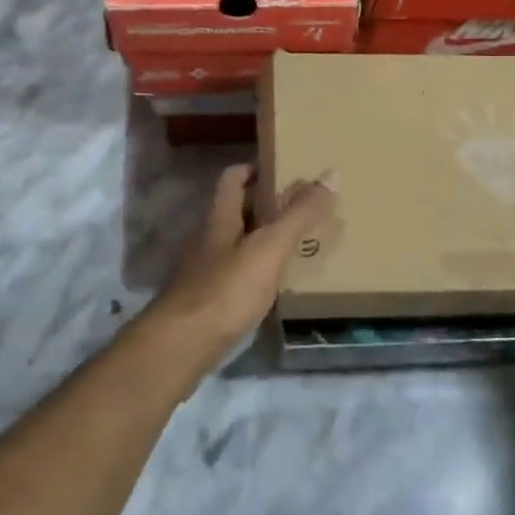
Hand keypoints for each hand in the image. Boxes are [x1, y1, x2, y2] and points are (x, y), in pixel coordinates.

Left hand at [144, 165, 337, 367]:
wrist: (182, 346)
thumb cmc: (227, 289)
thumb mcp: (270, 247)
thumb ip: (300, 213)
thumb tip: (332, 172)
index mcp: (220, 218)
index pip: (232, 178)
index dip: (254, 168)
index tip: (283, 169)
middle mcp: (208, 240)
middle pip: (235, 211)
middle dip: (264, 205)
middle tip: (301, 207)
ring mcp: (205, 272)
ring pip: (236, 245)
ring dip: (262, 240)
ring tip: (296, 244)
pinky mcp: (208, 302)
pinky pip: (236, 276)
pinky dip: (256, 272)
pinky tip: (275, 285)